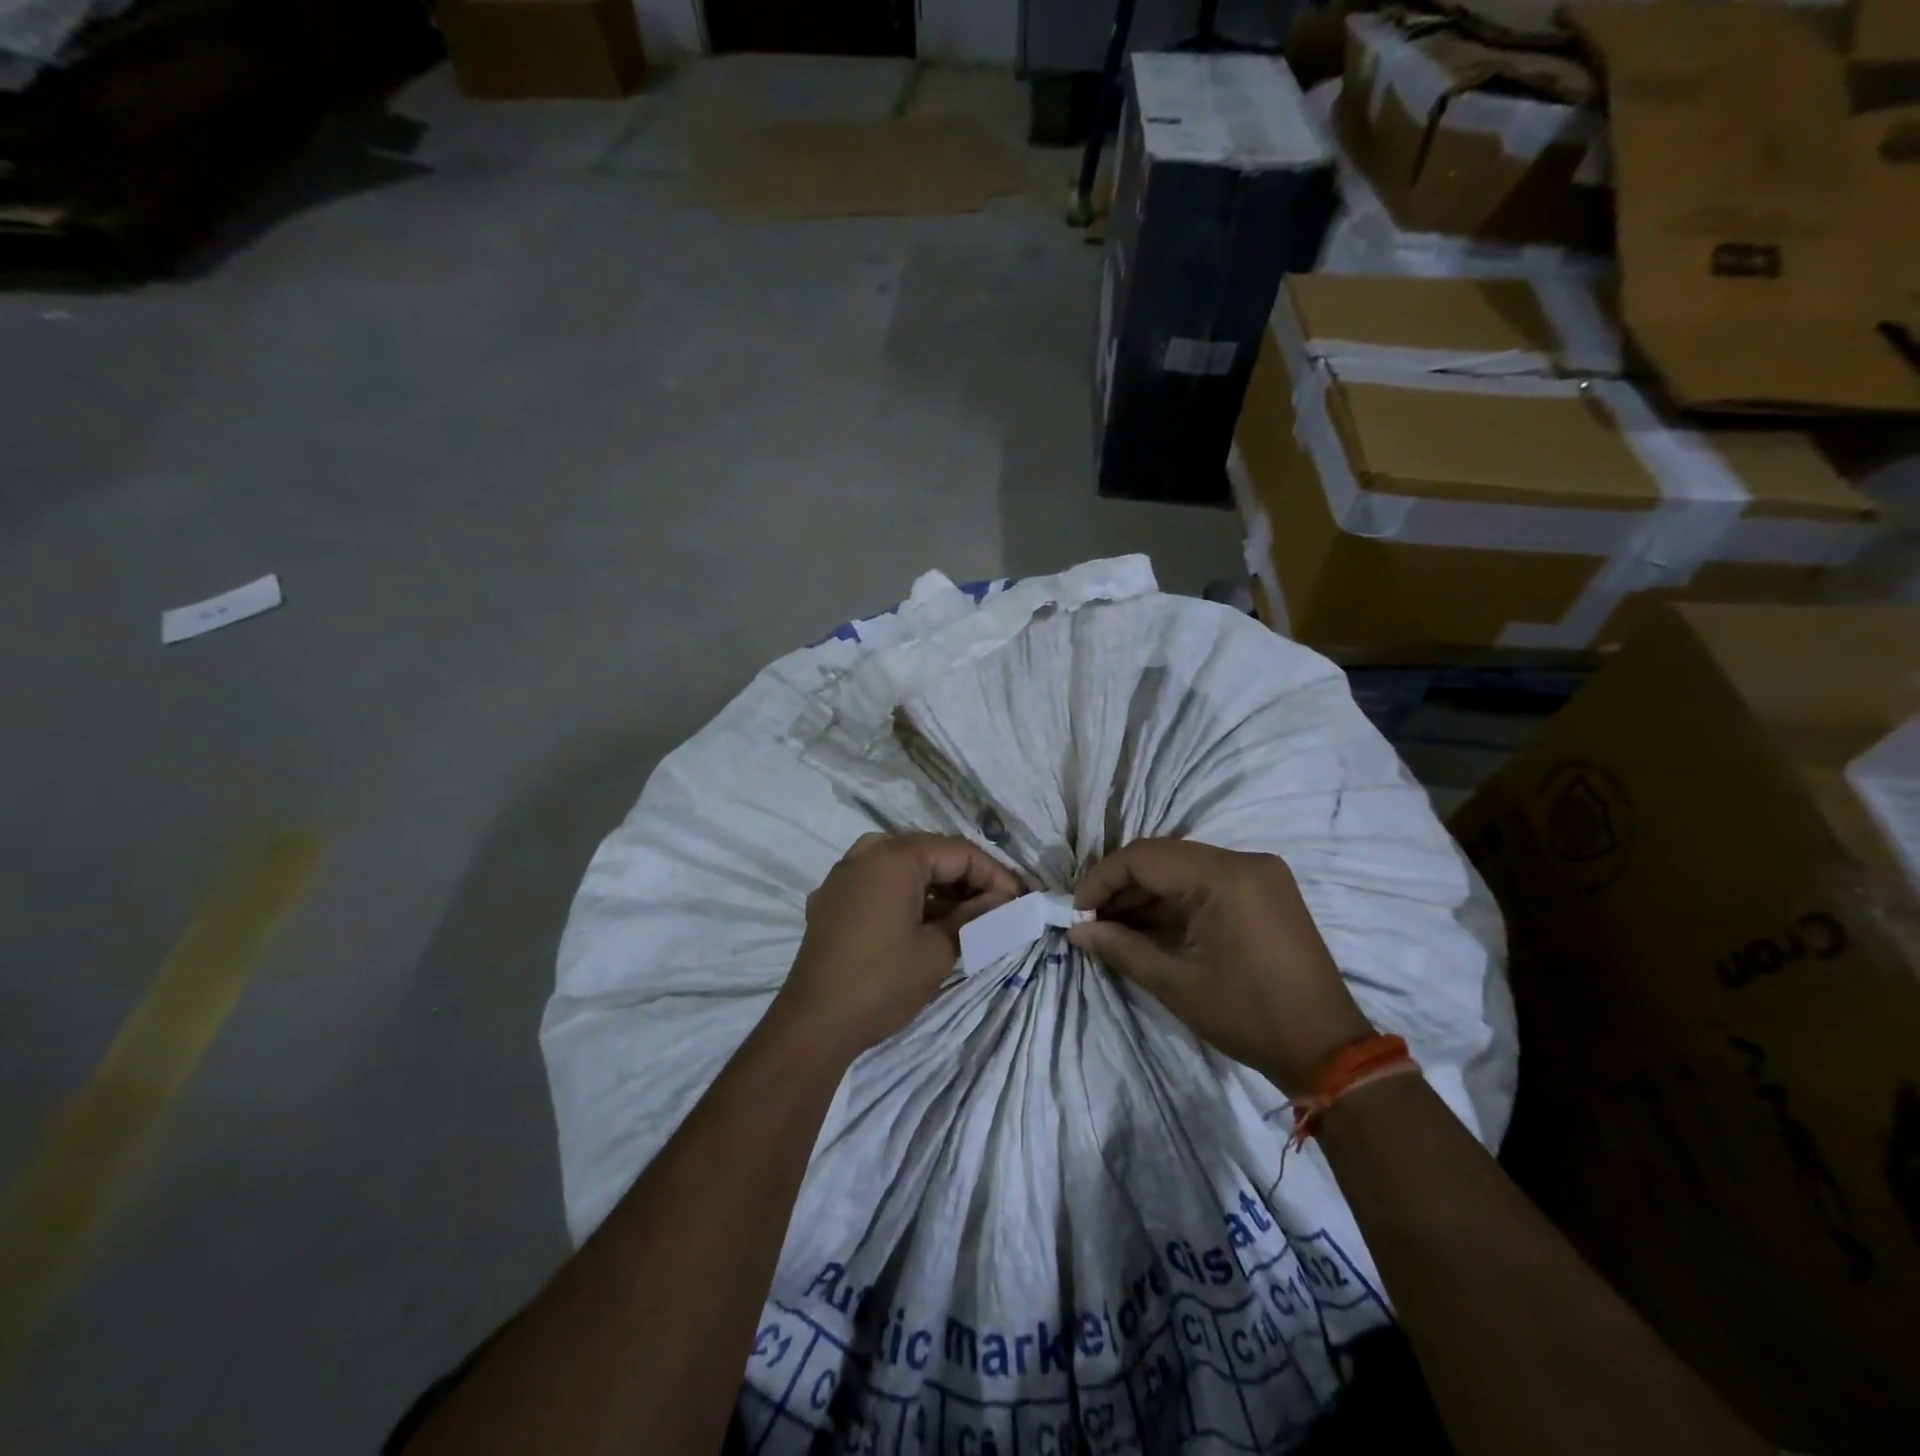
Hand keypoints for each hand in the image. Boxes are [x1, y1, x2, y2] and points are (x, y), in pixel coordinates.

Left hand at [773, 832, 1021, 1058]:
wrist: (813, 1024)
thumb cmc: (882, 982)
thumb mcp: (938, 950)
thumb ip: (974, 917)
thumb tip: (1002, 901)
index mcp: (894, 856)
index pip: (959, 852)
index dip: (994, 875)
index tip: (1020, 900)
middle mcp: (866, 852)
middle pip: (930, 853)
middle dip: (966, 878)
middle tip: (997, 907)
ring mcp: (843, 874)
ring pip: (903, 867)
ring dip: (937, 888)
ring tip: (966, 917)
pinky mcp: (831, 899)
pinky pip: (878, 883)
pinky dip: (906, 896)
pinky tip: (924, 922)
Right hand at [1069, 839, 1372, 1091]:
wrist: (1328, 1049)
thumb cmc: (1249, 1016)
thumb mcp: (1176, 984)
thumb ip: (1122, 948)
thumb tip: (1076, 931)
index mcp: (1226, 877)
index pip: (1145, 857)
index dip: (1103, 880)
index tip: (1076, 912)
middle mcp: (1244, 861)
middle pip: (1163, 858)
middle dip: (1121, 888)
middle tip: (1089, 922)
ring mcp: (1258, 874)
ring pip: (1183, 869)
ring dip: (1146, 895)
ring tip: (1111, 927)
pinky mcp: (1264, 891)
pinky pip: (1205, 884)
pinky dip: (1173, 903)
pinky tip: (1147, 927)